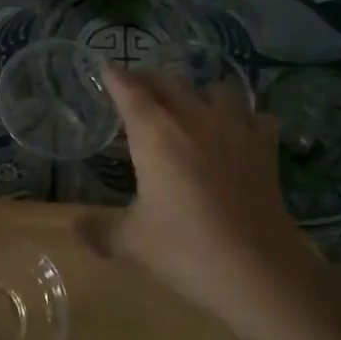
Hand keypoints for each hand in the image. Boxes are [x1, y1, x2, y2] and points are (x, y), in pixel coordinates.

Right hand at [91, 66, 340, 339]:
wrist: (258, 271)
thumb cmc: (185, 250)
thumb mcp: (132, 244)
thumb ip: (99, 231)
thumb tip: (75, 227)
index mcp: (154, 134)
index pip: (129, 91)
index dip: (114, 77)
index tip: (105, 68)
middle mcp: (193, 119)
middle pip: (168, 82)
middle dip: (149, 80)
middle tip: (137, 87)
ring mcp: (234, 130)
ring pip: (216, 89)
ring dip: (199, 91)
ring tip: (190, 105)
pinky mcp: (265, 148)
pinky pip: (255, 116)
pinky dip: (244, 117)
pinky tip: (238, 132)